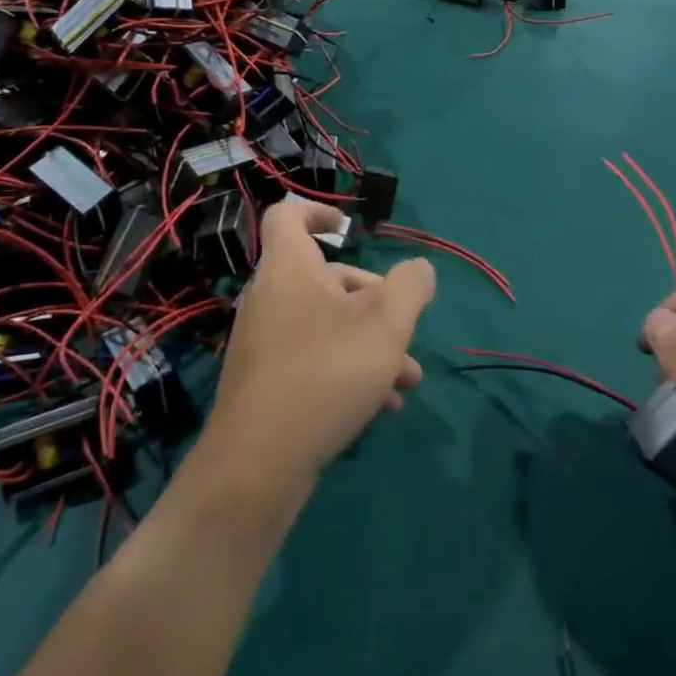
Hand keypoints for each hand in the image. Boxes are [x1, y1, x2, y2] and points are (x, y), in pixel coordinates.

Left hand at [198, 201, 435, 496]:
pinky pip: (313, 358)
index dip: (318, 210)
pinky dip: (347, 370)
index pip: (288, 215)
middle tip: (404, 328)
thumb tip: (419, 270)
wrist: (257, 466)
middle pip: (324, 277)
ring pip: (326, 324)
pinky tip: (382, 406)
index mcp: (289, 268)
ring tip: (408, 379)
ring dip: (370, 342)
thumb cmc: (324, 373)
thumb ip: (411, 286)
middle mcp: (271, 297)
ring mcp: (265, 342)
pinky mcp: (266, 382)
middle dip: (373, 299)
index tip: (351, 228)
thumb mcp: (386, 324)